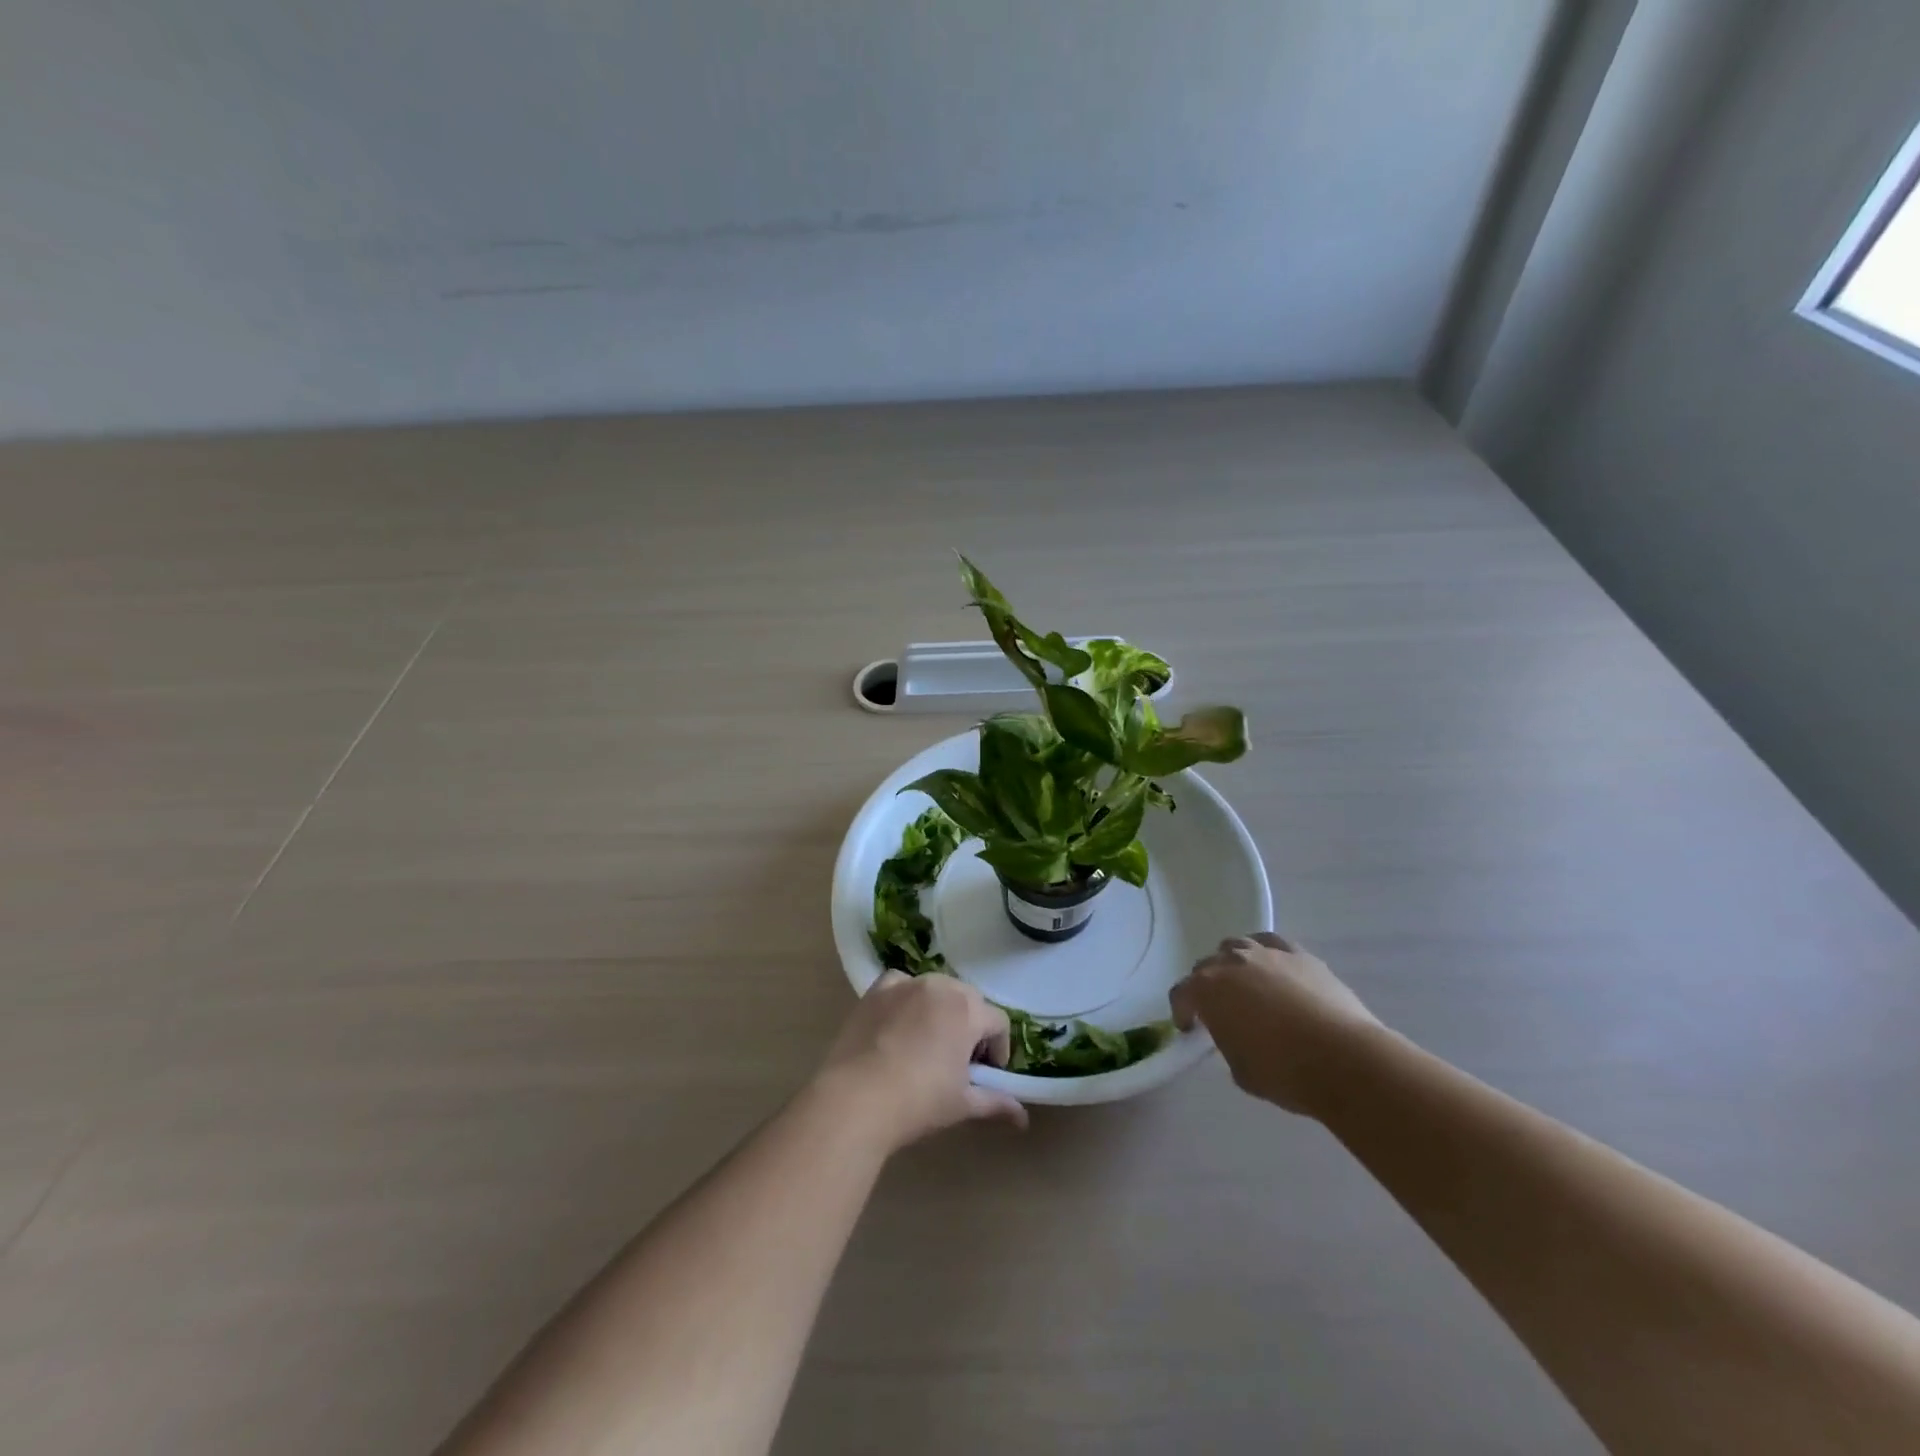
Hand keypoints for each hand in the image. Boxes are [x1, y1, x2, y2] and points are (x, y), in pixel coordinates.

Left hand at [815, 971, 1028, 1152]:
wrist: (856, 1099)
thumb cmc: (919, 1102)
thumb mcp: (962, 1104)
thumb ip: (996, 1103)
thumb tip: (1023, 1119)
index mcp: (968, 1011)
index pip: (998, 1022)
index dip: (998, 1049)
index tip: (987, 1074)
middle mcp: (941, 986)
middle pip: (969, 1000)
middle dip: (972, 1026)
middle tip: (960, 1060)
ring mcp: (906, 984)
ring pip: (937, 989)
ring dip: (942, 1009)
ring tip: (929, 1042)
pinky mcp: (876, 990)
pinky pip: (901, 984)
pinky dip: (907, 996)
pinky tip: (900, 1021)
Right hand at [1170, 934, 1381, 1115]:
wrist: (1345, 1060)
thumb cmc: (1284, 1071)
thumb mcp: (1240, 1070)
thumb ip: (1227, 1043)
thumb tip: (1235, 1034)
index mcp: (1207, 990)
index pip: (1181, 994)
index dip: (1182, 1011)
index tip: (1191, 1028)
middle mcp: (1231, 962)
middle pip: (1207, 966)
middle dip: (1208, 987)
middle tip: (1221, 1011)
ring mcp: (1266, 953)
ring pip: (1237, 947)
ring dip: (1235, 965)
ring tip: (1248, 987)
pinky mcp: (1299, 954)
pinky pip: (1272, 944)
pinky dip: (1267, 955)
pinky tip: (1275, 971)